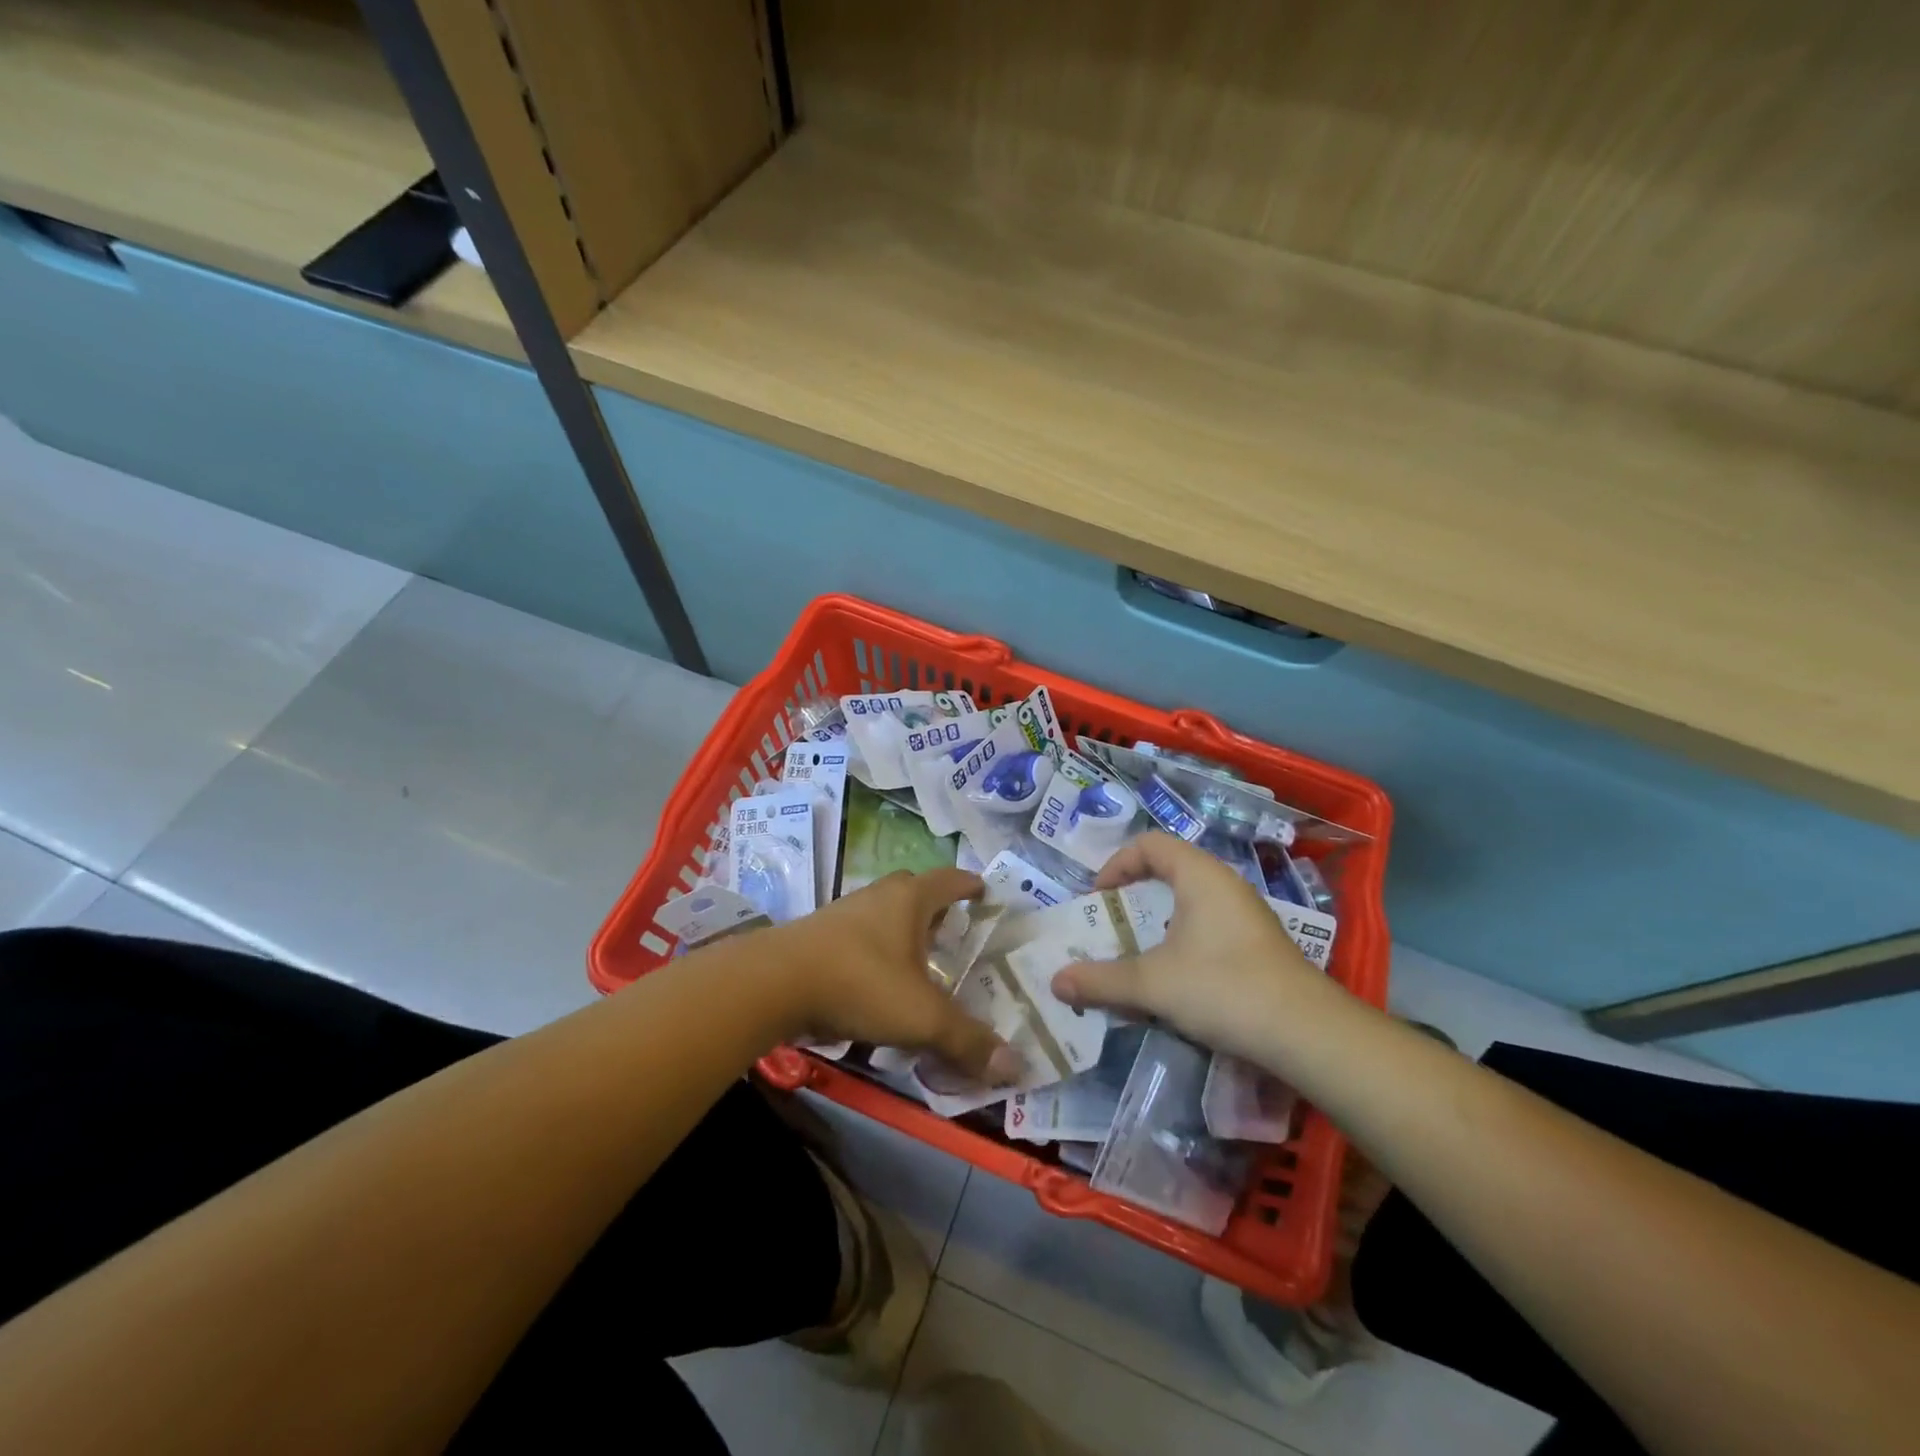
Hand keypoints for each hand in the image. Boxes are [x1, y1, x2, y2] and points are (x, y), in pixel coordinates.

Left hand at [773, 869, 1023, 1083]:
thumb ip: (967, 1040)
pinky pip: (860, 934)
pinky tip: (877, 982)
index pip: (951, 879)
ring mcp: (845, 912)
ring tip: (919, 961)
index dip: (971, 885)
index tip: (985, 891)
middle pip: (915, 891)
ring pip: (885, 913)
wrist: (774, 983)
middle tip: (954, 931)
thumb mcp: (922, 1017)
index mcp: (910, 899)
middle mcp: (879, 896)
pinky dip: (877, 950)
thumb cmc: (861, 983)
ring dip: (903, 930)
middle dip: (937, 908)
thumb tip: (1015, 1065)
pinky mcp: (819, 934)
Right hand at [1050, 832, 1338, 1059]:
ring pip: (1189, 903)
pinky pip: (1208, 928)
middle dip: (1134, 896)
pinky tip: (1175, 980)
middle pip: (1169, 870)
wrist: (1307, 1034)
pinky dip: (1181, 942)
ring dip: (1157, 923)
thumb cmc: (1223, 988)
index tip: (1098, 899)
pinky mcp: (1257, 945)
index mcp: (1200, 875)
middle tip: (1111, 926)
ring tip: (1136, 955)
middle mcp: (1224, 885)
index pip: (1150, 844)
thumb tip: (1055, 982)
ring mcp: (1246, 915)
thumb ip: (1101, 981)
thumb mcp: (1152, 984)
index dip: (1116, 864)